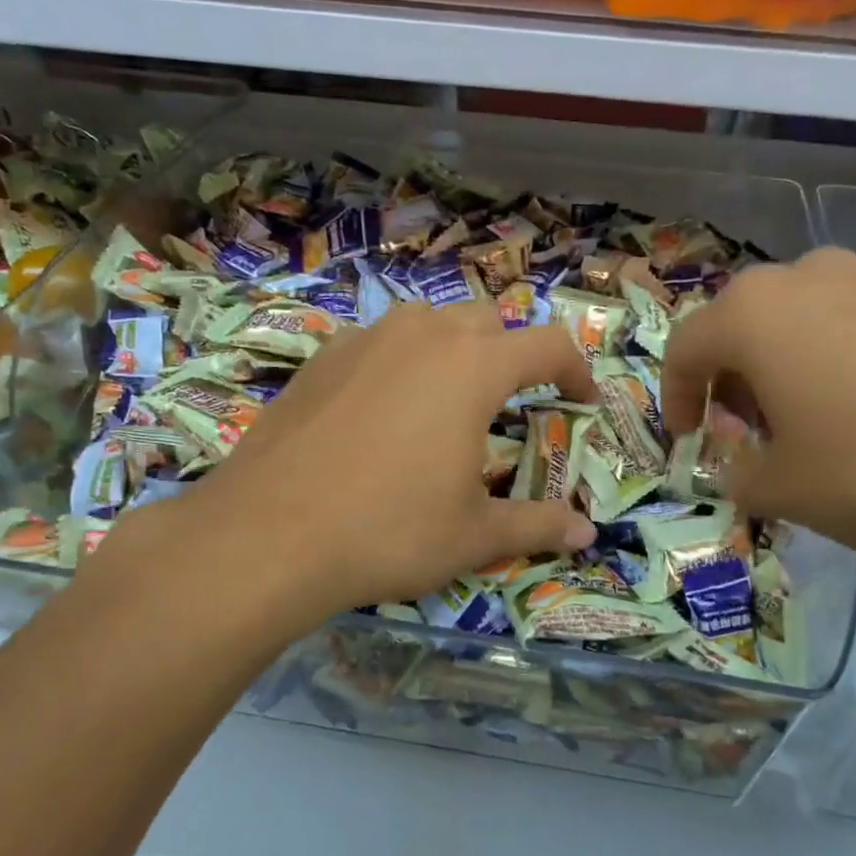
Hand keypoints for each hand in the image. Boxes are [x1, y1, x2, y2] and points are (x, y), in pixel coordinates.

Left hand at [116, 302, 597, 627]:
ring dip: (454, 347)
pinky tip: (385, 408)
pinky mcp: (320, 358)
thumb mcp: (474, 534)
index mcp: (473, 367)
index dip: (576, 370)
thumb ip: (538, 526)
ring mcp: (364, 340)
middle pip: (488, 320)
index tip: (582, 401)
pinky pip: (378, 341)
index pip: (547, 345)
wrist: (267, 535)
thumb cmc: (389, 530)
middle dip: (513, 353)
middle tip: (514, 401)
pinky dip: (400, 361)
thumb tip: (589, 535)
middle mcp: (422, 336)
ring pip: (428, 321)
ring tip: (451, 396)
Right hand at [662, 247, 855, 563]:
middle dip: (732, 379)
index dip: (676, 397)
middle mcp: (808, 278)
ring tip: (808, 423)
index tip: (689, 439)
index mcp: (754, 313)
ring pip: (802, 320)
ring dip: (785, 367)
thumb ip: (739, 476)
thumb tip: (742, 468)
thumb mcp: (783, 490)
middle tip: (746, 431)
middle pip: (743, 325)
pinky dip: (840, 362)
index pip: (685, 348)